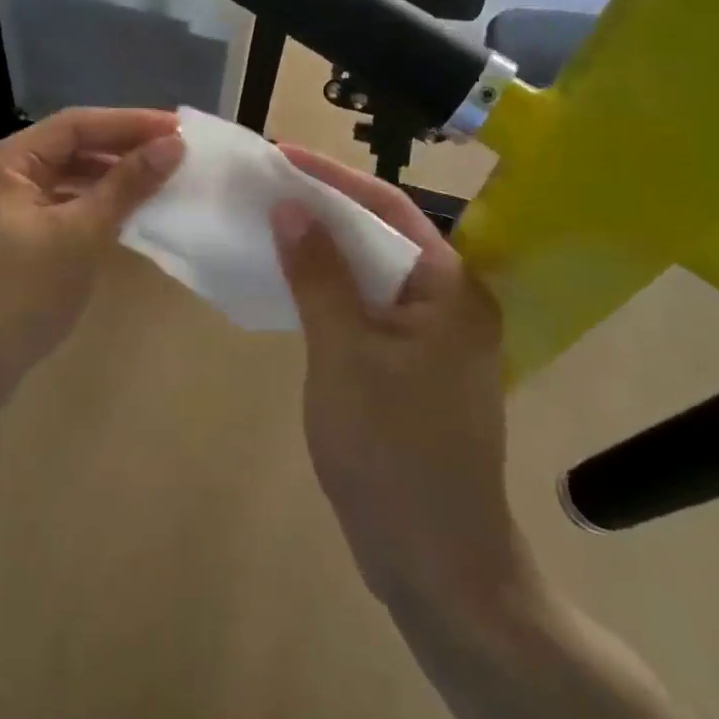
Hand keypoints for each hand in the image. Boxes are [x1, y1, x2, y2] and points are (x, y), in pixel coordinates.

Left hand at [0, 108, 183, 404]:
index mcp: (3, 162)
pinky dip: (89, 204)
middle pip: (67, 147)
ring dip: (107, 177)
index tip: (178, 128)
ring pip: (62, 177)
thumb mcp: (80, 236)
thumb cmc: (20, 297)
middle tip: (174, 152)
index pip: (75, 125)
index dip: (130, 122)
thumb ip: (126, 185)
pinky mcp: (5, 237)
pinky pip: (55, 205)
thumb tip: (172, 145)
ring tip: (157, 178)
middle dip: (120, 148)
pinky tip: (122, 212)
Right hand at [270, 146, 532, 619]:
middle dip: (326, 206)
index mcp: (450, 288)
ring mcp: (434, 336)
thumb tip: (291, 206)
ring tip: (272, 220)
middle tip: (268, 183)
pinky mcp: (413, 365)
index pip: (387, 208)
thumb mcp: (344, 353)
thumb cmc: (392, 450)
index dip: (332, 177)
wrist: (435, 563)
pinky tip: (292, 280)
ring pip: (372, 271)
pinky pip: (368, 306)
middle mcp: (450, 301)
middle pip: (381, 234)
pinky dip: (331, 288)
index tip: (280, 154)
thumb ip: (319, 275)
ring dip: (325, 247)